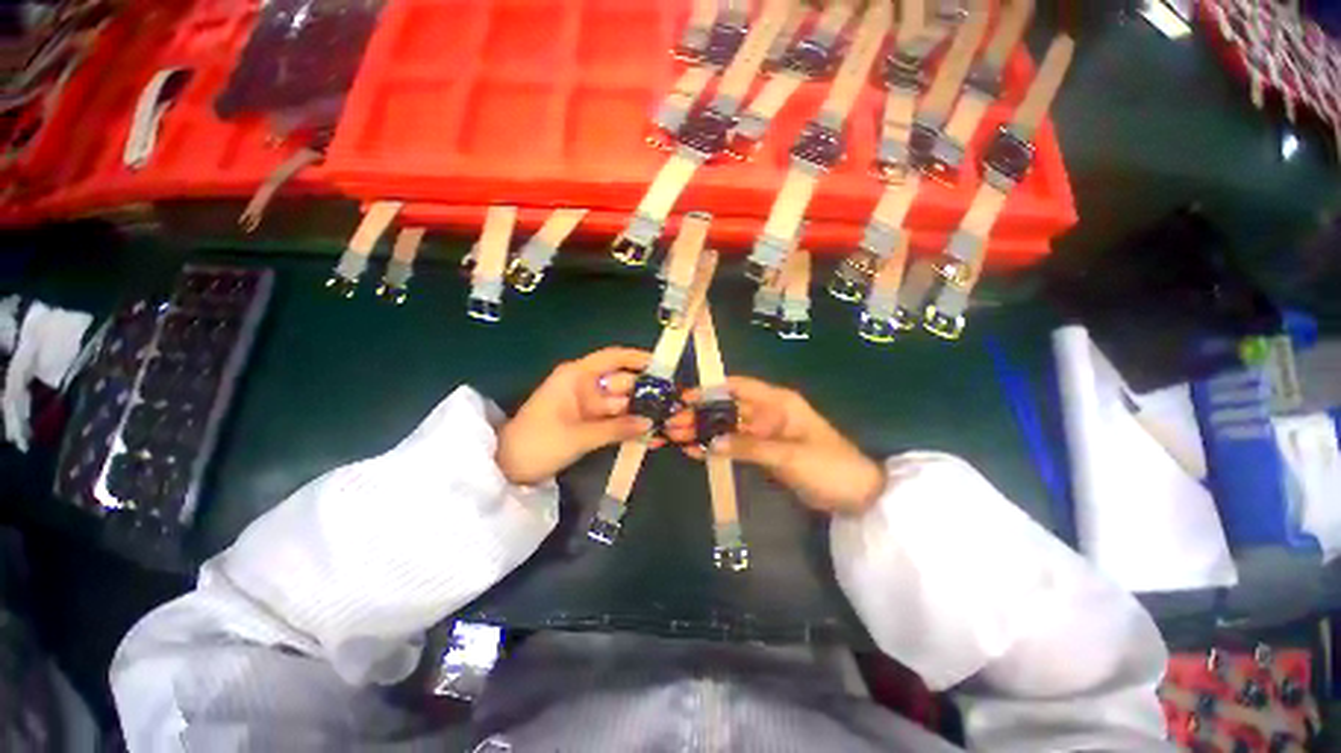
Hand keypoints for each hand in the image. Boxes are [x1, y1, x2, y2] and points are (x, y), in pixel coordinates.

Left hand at [496, 347, 655, 485]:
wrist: (508, 469)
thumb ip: (616, 428)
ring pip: (622, 403)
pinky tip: (650, 435)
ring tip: (669, 421)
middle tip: (675, 402)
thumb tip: (650, 423)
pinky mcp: (589, 422)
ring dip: (642, 412)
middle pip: (623, 382)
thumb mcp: (579, 436)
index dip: (638, 358)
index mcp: (577, 376)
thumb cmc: (538, 443)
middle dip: (647, 392)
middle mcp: (585, 386)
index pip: (613, 358)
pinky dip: (629, 426)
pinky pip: (615, 420)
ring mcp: (588, 405)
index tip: (663, 365)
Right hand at [666, 376, 884, 513]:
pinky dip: (717, 447)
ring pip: (728, 427)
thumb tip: (710, 443)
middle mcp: (768, 413)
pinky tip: (696, 451)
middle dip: (701, 414)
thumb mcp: (788, 456)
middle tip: (673, 424)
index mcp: (778, 403)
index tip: (685, 398)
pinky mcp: (764, 451)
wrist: (856, 496)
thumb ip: (748, 447)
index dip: (712, 389)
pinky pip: (736, 445)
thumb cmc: (828, 467)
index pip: (740, 387)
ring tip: (676, 438)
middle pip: (729, 408)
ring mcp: (765, 433)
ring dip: (704, 431)